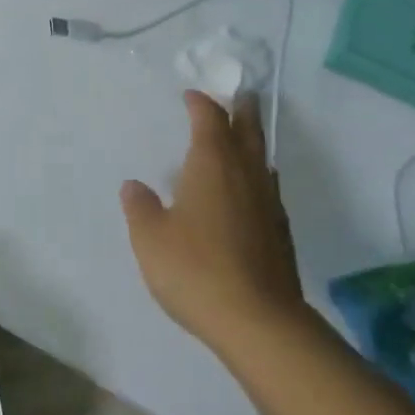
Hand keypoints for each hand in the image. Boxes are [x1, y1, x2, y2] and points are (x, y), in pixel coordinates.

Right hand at [120, 91, 306, 353]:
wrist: (258, 320)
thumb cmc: (195, 269)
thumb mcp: (150, 238)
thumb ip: (140, 207)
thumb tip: (134, 185)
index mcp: (212, 164)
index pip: (209, 119)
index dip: (200, 103)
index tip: (191, 95)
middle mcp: (245, 173)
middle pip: (247, 129)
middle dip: (240, 109)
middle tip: (239, 95)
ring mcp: (268, 201)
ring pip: (262, 157)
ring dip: (253, 140)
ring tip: (244, 137)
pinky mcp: (280, 230)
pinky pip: (268, 186)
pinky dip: (258, 175)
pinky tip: (251, 190)